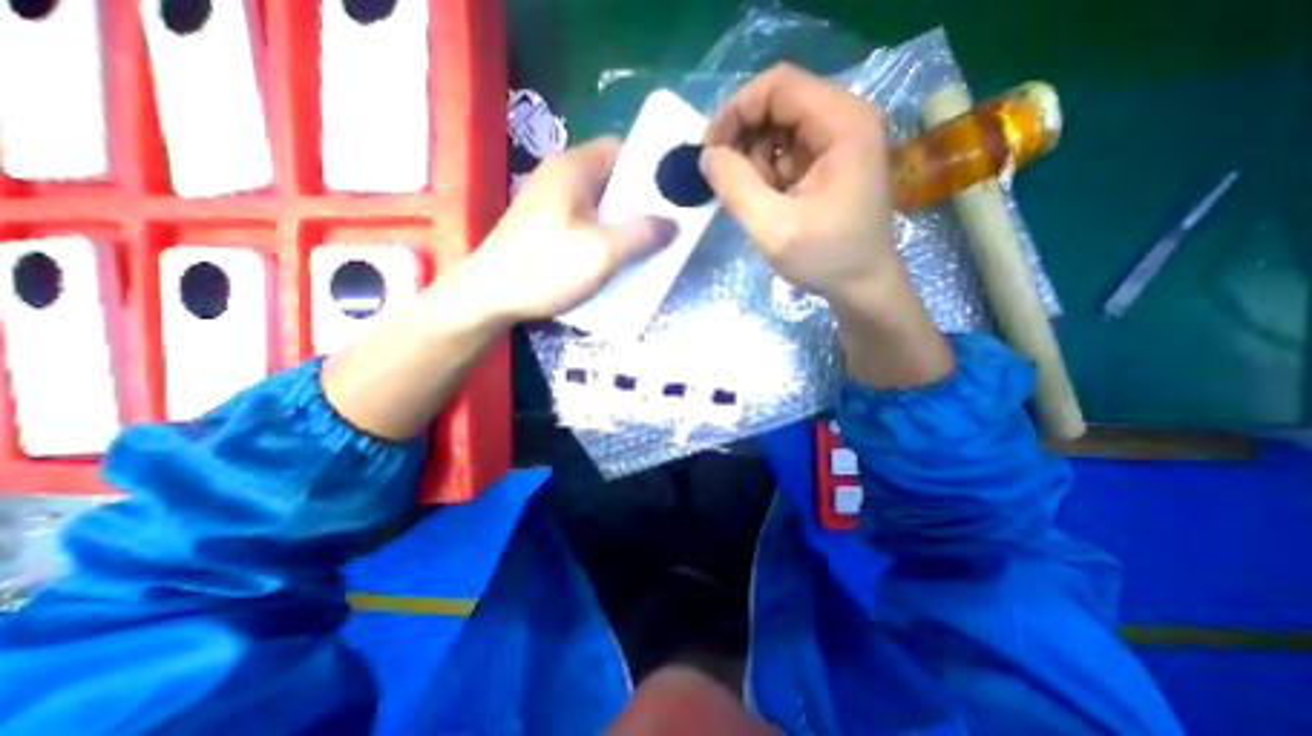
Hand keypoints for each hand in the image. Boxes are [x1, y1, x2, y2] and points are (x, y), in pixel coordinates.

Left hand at [456, 134, 674, 325]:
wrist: (489, 298)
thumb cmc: (546, 268)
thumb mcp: (602, 252)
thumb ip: (642, 234)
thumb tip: (673, 224)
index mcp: (573, 169)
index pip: (621, 149)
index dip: (651, 167)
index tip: (674, 192)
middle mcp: (561, 178)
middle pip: (613, 179)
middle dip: (642, 202)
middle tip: (668, 224)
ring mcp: (552, 205)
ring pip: (601, 205)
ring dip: (625, 223)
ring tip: (650, 244)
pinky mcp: (547, 229)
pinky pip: (588, 224)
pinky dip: (607, 236)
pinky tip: (619, 258)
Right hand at [702, 63, 949, 387]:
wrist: (863, 286)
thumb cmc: (825, 258)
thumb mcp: (773, 226)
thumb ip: (735, 186)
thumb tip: (707, 155)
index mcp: (843, 123)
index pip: (778, 85)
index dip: (736, 111)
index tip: (710, 151)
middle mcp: (847, 119)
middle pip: (779, 103)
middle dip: (744, 139)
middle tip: (726, 180)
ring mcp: (842, 140)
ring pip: (780, 128)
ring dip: (755, 160)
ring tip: (756, 199)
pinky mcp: (833, 161)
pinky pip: (788, 151)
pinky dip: (768, 172)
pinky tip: (770, 201)